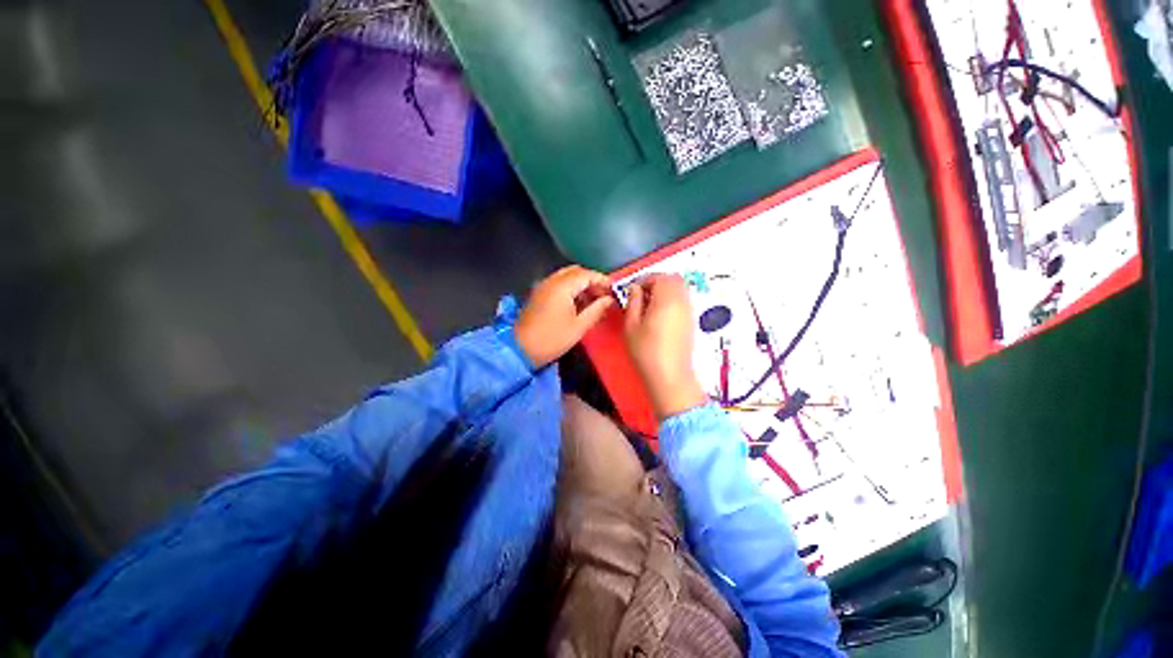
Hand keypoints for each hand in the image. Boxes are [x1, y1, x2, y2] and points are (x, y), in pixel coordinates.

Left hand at [515, 265, 615, 367]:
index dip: (602, 280)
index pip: (587, 274)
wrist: (521, 349)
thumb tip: (609, 300)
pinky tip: (578, 302)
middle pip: (576, 272)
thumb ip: (596, 309)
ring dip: (581, 284)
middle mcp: (551, 281)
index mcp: (562, 286)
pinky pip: (558, 283)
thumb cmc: (552, 338)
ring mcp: (543, 286)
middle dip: (592, 280)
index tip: (614, 290)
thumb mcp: (579, 326)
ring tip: (594, 300)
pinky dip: (571, 288)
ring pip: (567, 276)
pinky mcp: (539, 294)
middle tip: (604, 294)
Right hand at [623, 274, 706, 419]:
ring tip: (649, 305)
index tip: (633, 290)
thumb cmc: (646, 351)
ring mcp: (689, 311)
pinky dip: (672, 300)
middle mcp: (682, 301)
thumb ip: (633, 302)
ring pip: (680, 289)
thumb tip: (635, 289)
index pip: (659, 277)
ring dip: (665, 290)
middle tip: (642, 295)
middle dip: (657, 282)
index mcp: (666, 299)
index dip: (644, 280)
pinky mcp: (691, 321)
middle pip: (674, 279)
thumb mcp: (631, 325)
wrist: (669, 376)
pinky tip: (660, 315)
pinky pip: (683, 300)